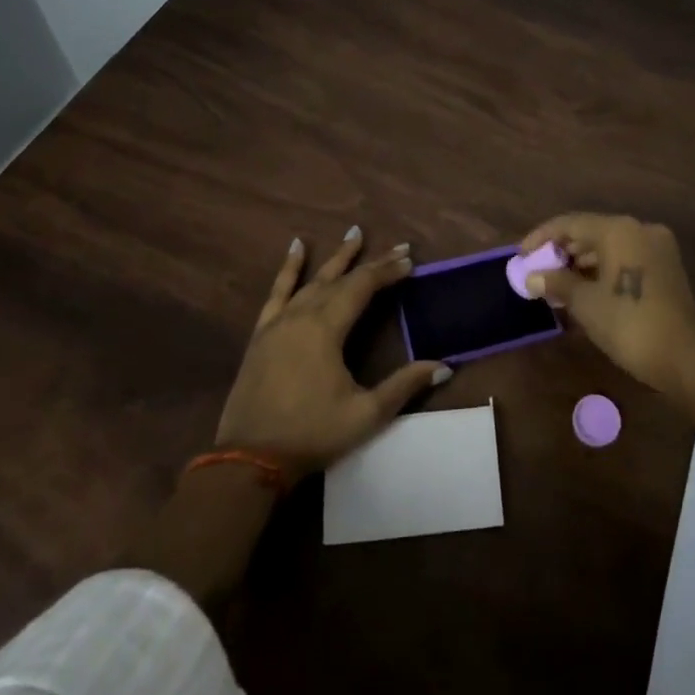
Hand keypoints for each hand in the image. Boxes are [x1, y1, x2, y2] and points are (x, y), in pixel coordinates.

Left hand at [215, 227, 449, 476]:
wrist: (249, 460)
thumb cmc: (312, 434)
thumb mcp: (366, 414)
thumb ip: (404, 385)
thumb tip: (444, 367)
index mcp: (326, 329)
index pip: (362, 287)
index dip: (388, 272)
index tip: (410, 261)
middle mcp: (302, 315)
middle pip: (341, 279)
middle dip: (371, 263)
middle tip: (398, 247)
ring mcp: (278, 322)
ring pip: (312, 280)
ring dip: (336, 258)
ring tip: (354, 234)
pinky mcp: (262, 334)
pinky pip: (277, 292)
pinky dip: (289, 269)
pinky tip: (295, 248)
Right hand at [519, 213, 694, 394]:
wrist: (684, 358)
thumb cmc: (628, 324)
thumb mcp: (585, 303)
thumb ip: (557, 282)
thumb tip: (532, 277)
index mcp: (619, 230)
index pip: (570, 224)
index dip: (542, 237)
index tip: (521, 254)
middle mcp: (640, 229)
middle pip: (591, 231)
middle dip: (562, 250)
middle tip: (538, 270)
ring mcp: (657, 247)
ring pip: (610, 245)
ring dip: (582, 261)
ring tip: (556, 282)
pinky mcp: (666, 267)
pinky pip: (626, 257)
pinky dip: (604, 268)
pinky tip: (584, 288)